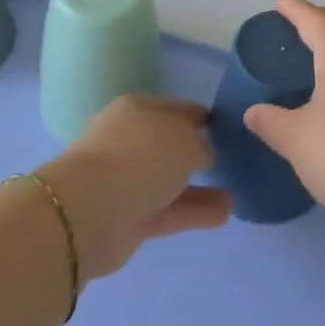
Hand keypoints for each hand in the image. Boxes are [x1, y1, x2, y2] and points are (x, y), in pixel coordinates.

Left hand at [37, 96, 231, 279]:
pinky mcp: (129, 217)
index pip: (176, 108)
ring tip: (234, 193)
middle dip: (197, 152)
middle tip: (229, 160)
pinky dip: (194, 211)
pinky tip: (224, 213)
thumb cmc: (139, 156)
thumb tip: (203, 154)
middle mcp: (130, 140)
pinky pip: (169, 209)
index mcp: (138, 109)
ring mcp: (127, 180)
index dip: (201, 117)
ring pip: (171, 180)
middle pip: (170, 144)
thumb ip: (200, 145)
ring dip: (200, 187)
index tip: (225, 128)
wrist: (90, 211)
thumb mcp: (184, 139)